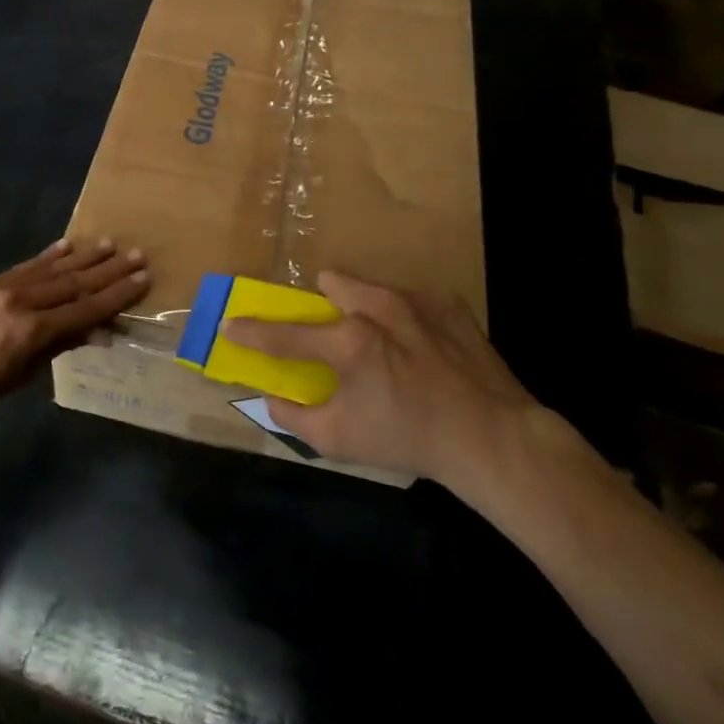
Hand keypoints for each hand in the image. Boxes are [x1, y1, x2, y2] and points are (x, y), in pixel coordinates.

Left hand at [0, 238, 147, 426]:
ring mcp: (1, 288)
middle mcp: (20, 302)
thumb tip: (96, 331)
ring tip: (110, 244)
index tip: (142, 279)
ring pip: (51, 269)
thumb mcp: (19, 376)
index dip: (116, 295)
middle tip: (137, 254)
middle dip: (108, 270)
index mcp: (30, 332)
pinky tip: (67, 246)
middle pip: (73, 284)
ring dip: (83, 257)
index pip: (84, 309)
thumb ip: (57, 347)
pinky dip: (48, 256)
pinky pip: (24, 267)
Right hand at [224, 272, 542, 503]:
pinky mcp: (450, 305)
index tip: (231, 323)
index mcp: (348, 341)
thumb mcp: (340, 440)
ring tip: (383, 341)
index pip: (284, 334)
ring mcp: (417, 301)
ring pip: (373, 286)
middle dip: (324, 301)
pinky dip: (407, 318)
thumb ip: (296, 417)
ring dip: (365, 306)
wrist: (492, 437)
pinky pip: (414, 299)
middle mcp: (378, 308)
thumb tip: (273, 398)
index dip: (252, 331)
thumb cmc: (408, 437)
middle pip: (333, 283)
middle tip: (333, 331)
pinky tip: (422, 347)